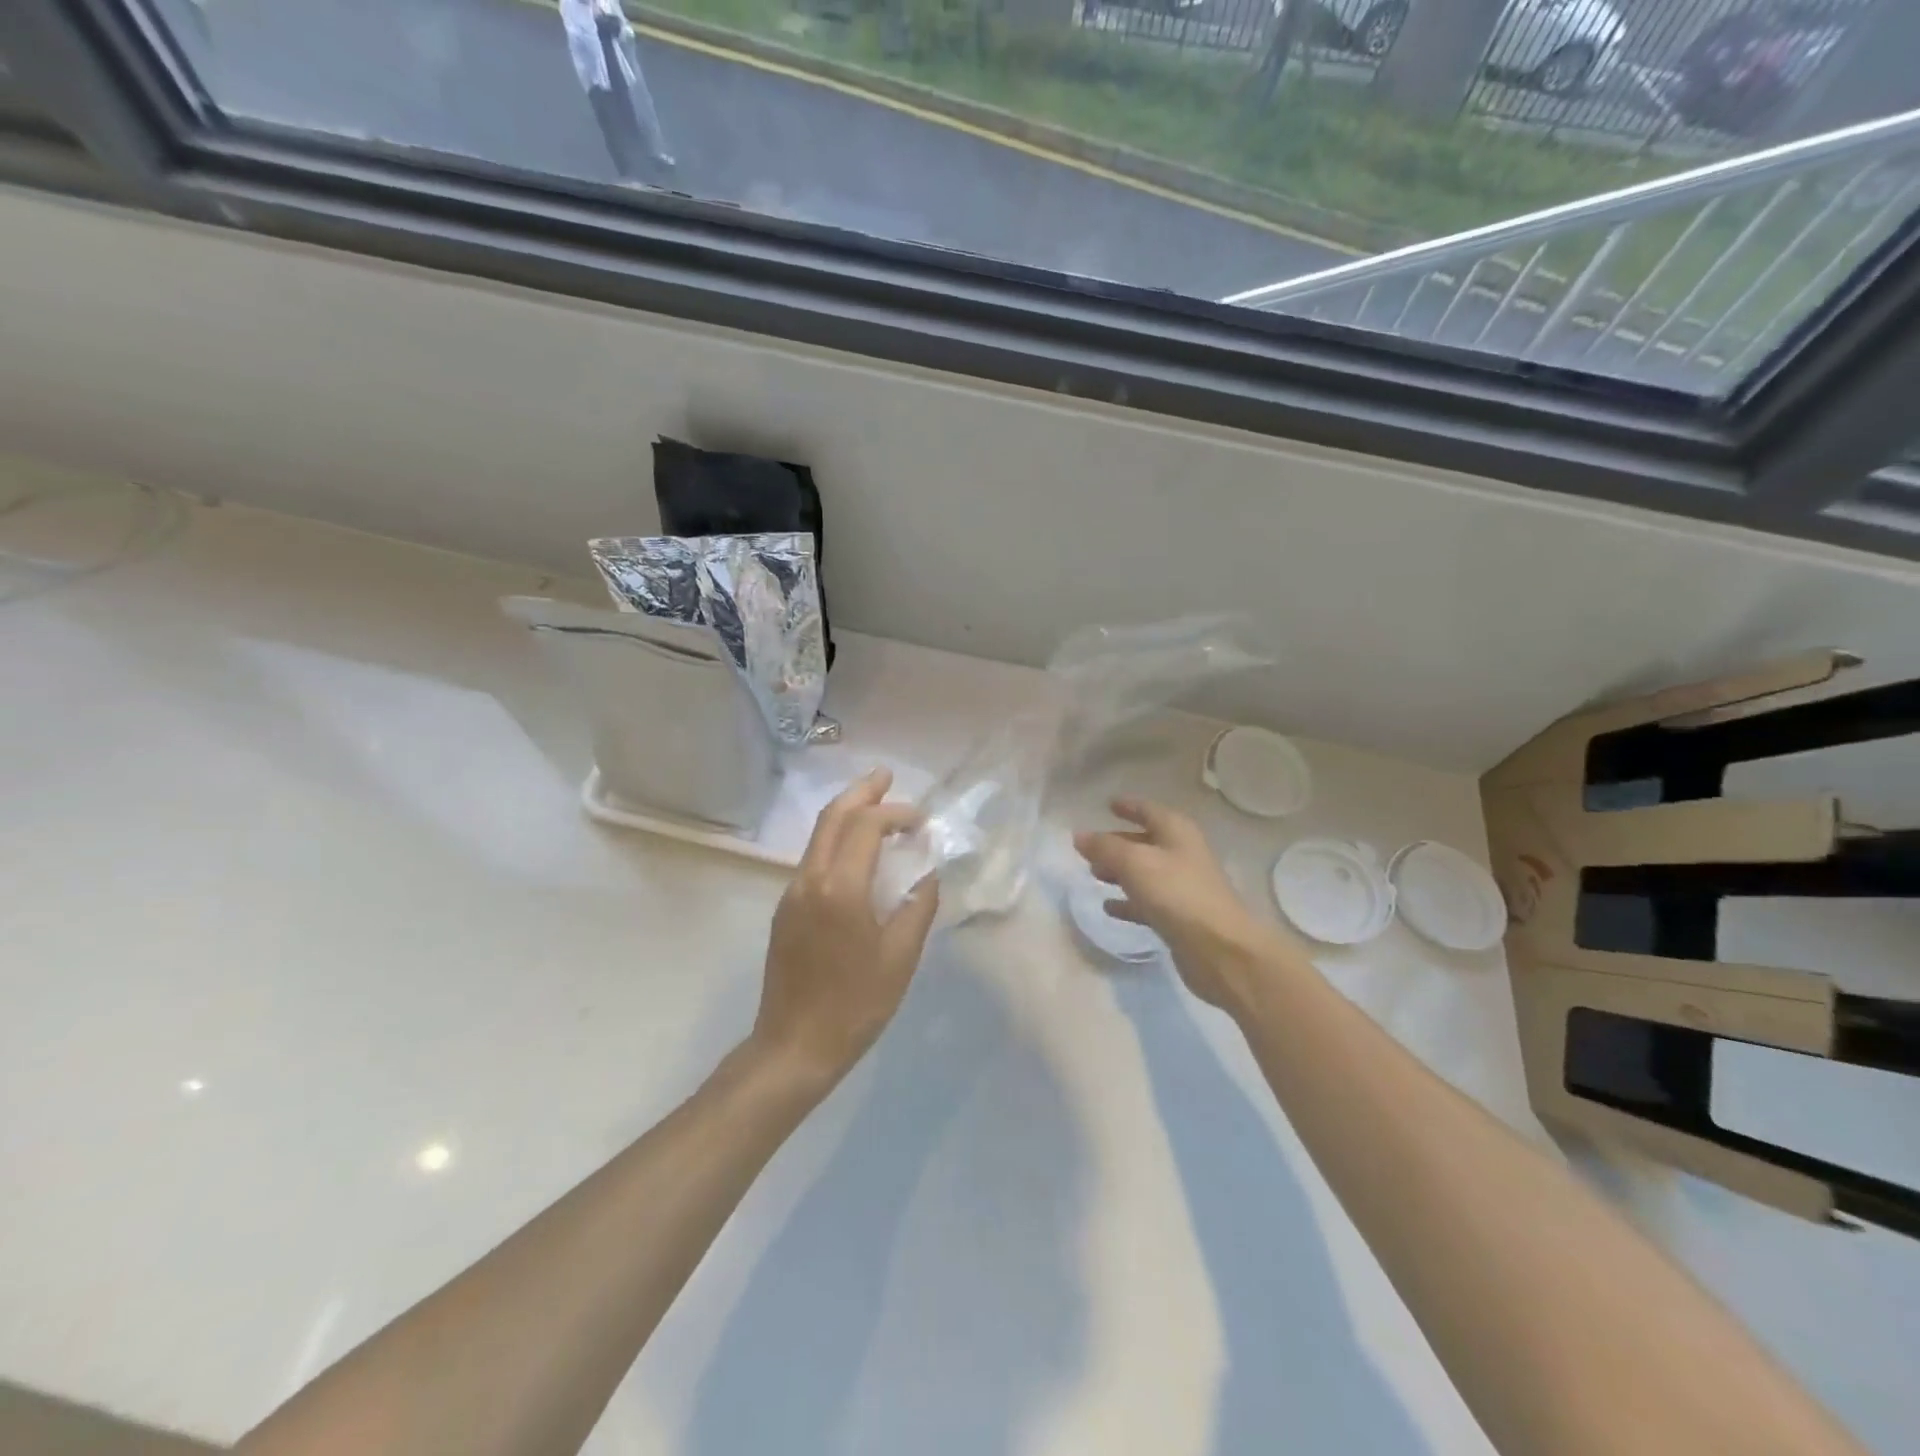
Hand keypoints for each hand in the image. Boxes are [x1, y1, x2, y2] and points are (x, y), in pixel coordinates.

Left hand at [749, 769, 939, 1090]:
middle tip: (886, 774)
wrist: (794, 1046)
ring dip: (847, 813)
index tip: (922, 820)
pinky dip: (837, 839)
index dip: (896, 813)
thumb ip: (918, 906)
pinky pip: (813, 858)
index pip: (866, 826)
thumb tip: (927, 875)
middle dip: (861, 791)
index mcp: (840, 888)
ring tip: (875, 802)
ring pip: (818, 835)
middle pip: (833, 817)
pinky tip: (857, 849)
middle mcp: (810, 879)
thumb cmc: (856, 1004)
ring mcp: (792, 893)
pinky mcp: (786, 909)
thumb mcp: (900, 956)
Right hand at [1075, 798, 1289, 1009]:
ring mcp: (1183, 887)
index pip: (1148, 810)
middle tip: (1090, 848)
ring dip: (1120, 872)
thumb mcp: (1134, 863)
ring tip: (1094, 875)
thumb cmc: (1176, 893)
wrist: (1220, 949)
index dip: (1129, 806)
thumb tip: (1079, 836)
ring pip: (1145, 873)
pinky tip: (1109, 907)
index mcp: (1177, 832)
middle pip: (1145, 842)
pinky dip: (1129, 902)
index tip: (1108, 804)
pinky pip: (1148, 902)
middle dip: (1118, 843)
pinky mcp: (1180, 917)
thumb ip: (1104, 847)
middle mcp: (1182, 854)